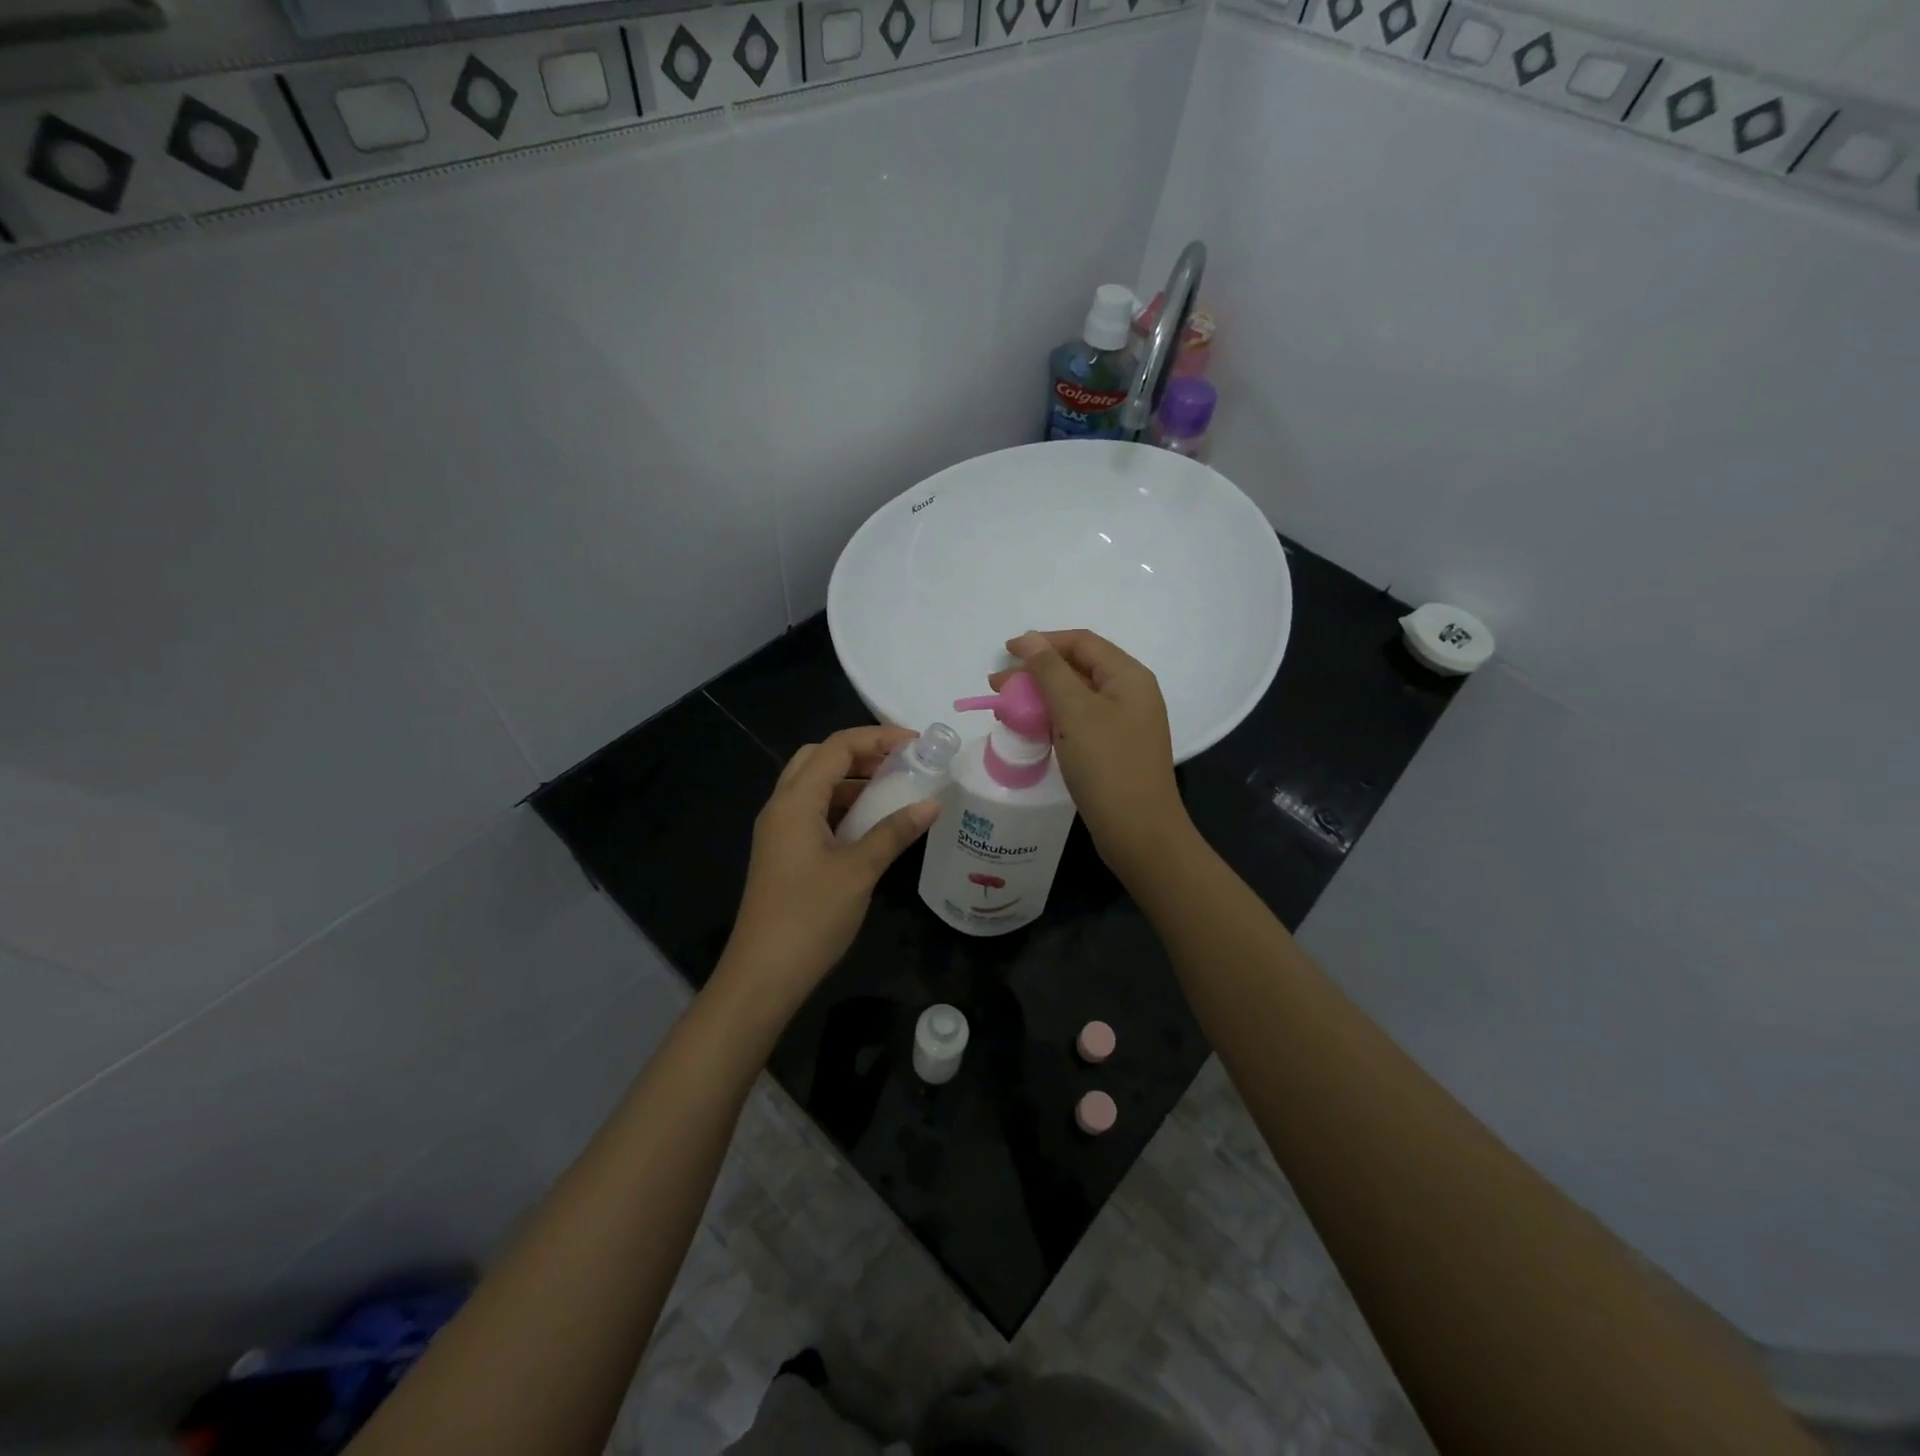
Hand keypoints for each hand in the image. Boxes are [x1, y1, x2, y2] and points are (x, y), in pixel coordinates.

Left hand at [720, 725, 940, 1011]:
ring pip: (814, 785)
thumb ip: (894, 832)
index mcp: (795, 802)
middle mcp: (781, 807)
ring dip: (851, 779)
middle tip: (901, 763)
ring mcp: (779, 831)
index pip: (836, 747)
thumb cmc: (810, 917)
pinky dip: (842, 804)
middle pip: (819, 758)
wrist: (764, 974)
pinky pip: (813, 811)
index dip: (877, 737)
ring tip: (894, 788)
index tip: (917, 744)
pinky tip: (871, 822)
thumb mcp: (859, 871)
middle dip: (861, 752)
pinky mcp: (783, 852)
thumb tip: (932, 804)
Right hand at [993, 629, 1191, 878]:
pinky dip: (1053, 721)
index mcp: (1129, 676)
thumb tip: (1029, 639)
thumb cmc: (1107, 765)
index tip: (1005, 653)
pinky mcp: (1115, 750)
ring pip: (1076, 698)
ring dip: (1040, 698)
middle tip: (998, 687)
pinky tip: (1030, 731)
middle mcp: (1131, 694)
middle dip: (1036, 673)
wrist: (1139, 832)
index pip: (1081, 642)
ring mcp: (1125, 724)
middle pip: (1078, 668)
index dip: (1042, 641)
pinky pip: (1080, 723)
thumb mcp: (1074, 711)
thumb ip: (1049, 670)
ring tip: (1006, 711)